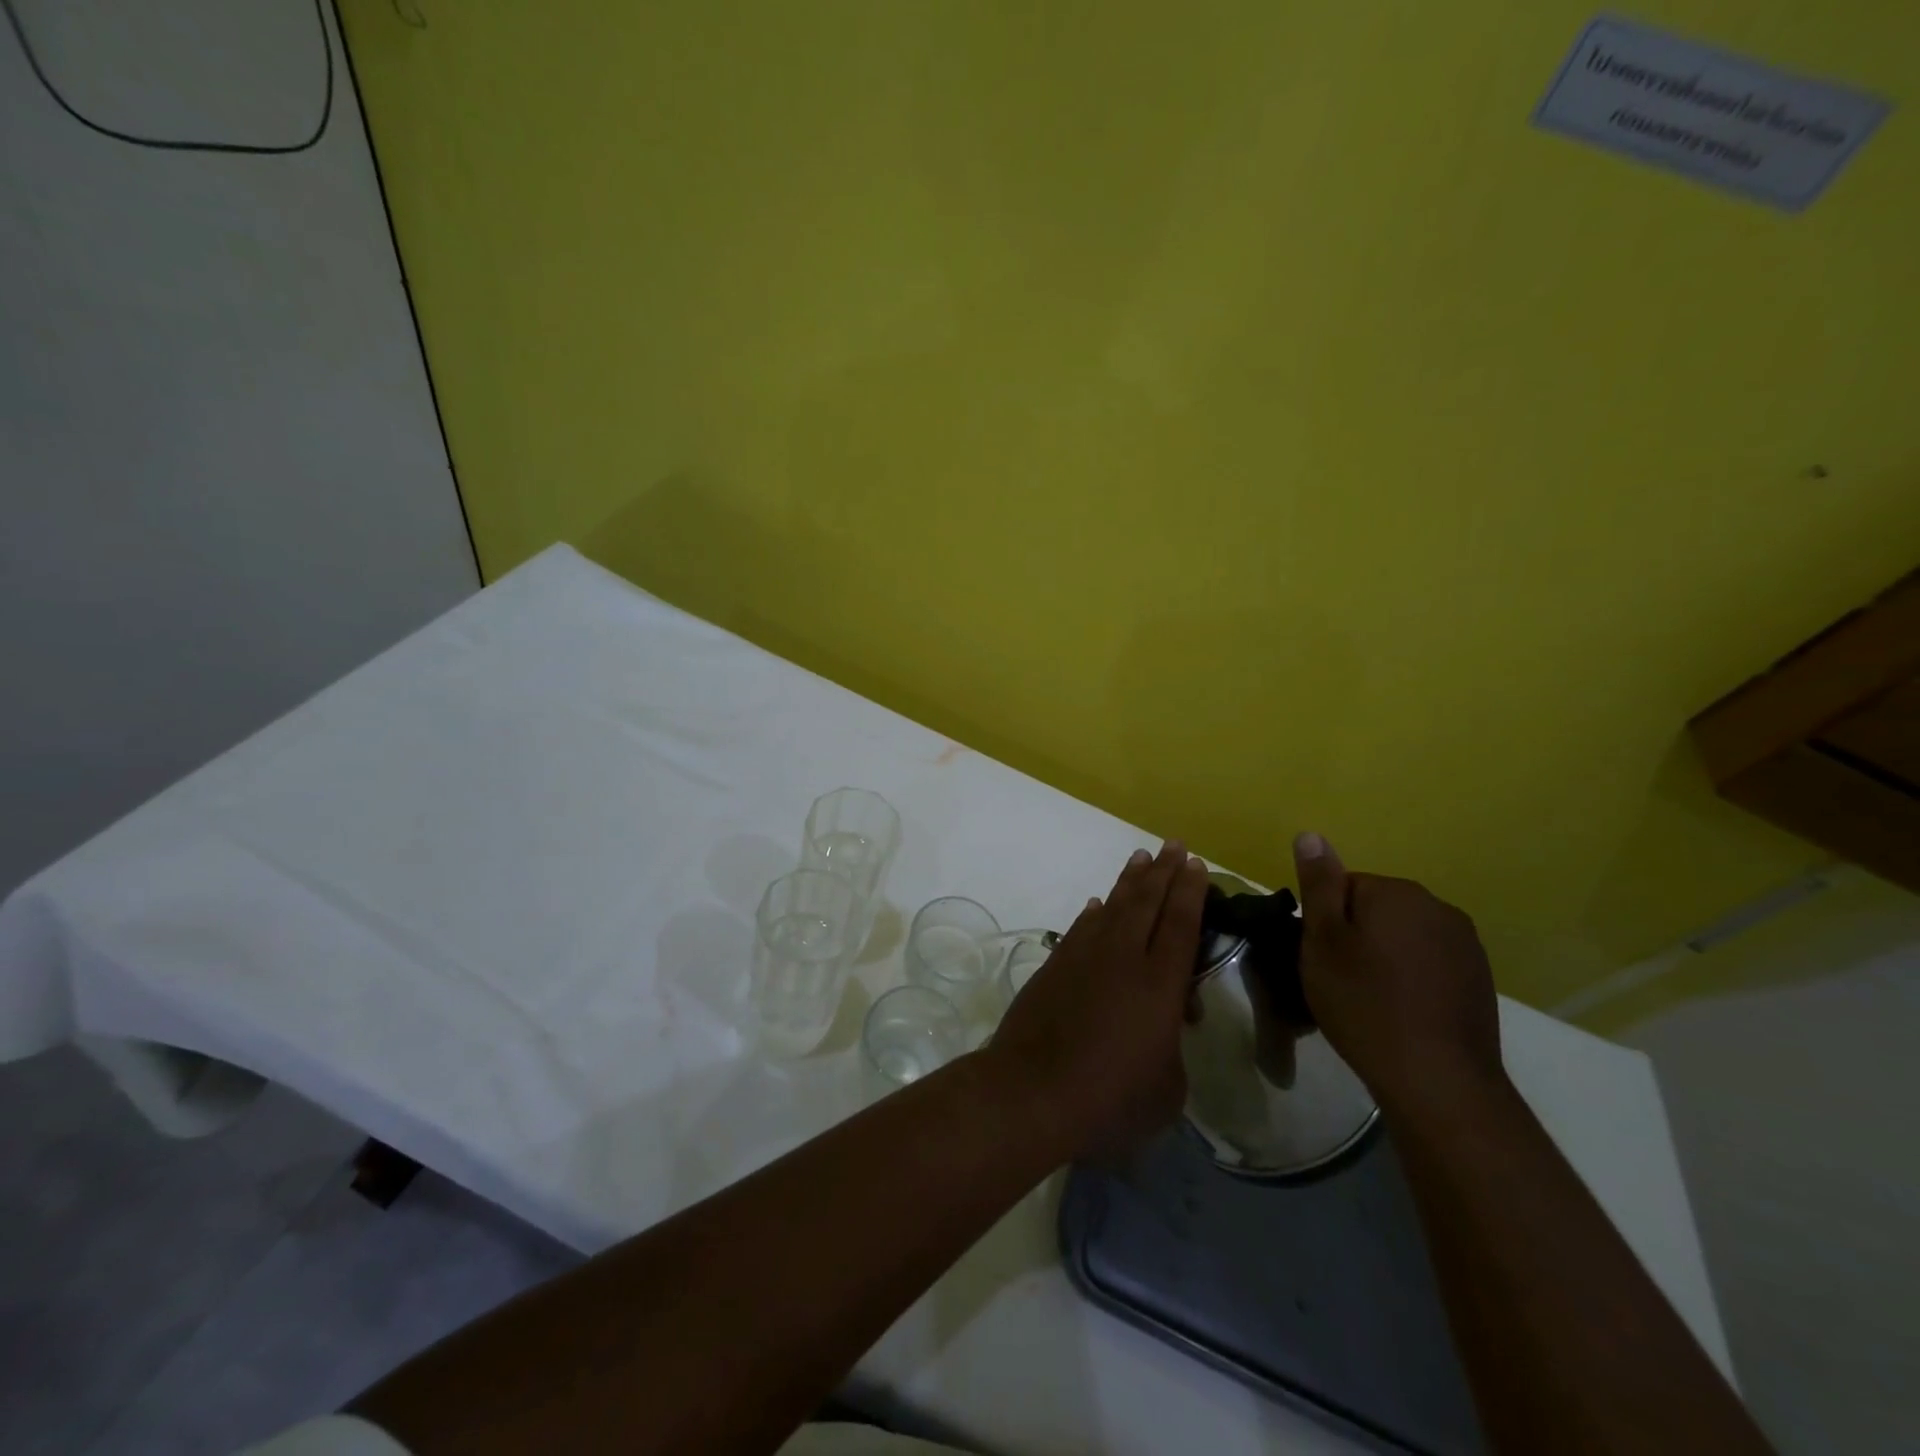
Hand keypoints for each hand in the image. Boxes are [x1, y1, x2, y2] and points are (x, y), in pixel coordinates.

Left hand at [986, 841, 1208, 1159]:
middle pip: (1146, 903)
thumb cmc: (1110, 1099)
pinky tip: (1097, 906)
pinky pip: (1080, 928)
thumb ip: (1172, 1050)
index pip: (1180, 924)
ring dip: (1128, 882)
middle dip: (1162, 872)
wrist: (1032, 1092)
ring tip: (1139, 858)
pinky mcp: (1054, 966)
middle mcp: (1122, 958)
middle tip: (1172, 845)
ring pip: (1112, 907)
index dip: (1190, 892)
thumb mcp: (1166, 1088)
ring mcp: (1083, 958)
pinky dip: (1092, 914)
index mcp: (1159, 984)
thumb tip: (1161, 1030)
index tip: (1194, 863)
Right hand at [1292, 832, 1504, 1116]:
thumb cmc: (1364, 1003)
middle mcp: (1437, 906)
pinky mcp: (1480, 978)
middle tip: (1339, 980)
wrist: (1437, 1079)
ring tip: (1370, 999)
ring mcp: (1465, 943)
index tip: (1320, 958)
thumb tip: (1311, 835)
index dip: (1325, 923)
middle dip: (1356, 936)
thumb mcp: (1322, 941)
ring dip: (1384, 956)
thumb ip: (1319, 886)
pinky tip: (1402, 1010)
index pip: (1343, 888)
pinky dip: (1412, 977)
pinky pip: (1430, 961)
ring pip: (1404, 936)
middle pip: (1376, 909)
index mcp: (1396, 892)